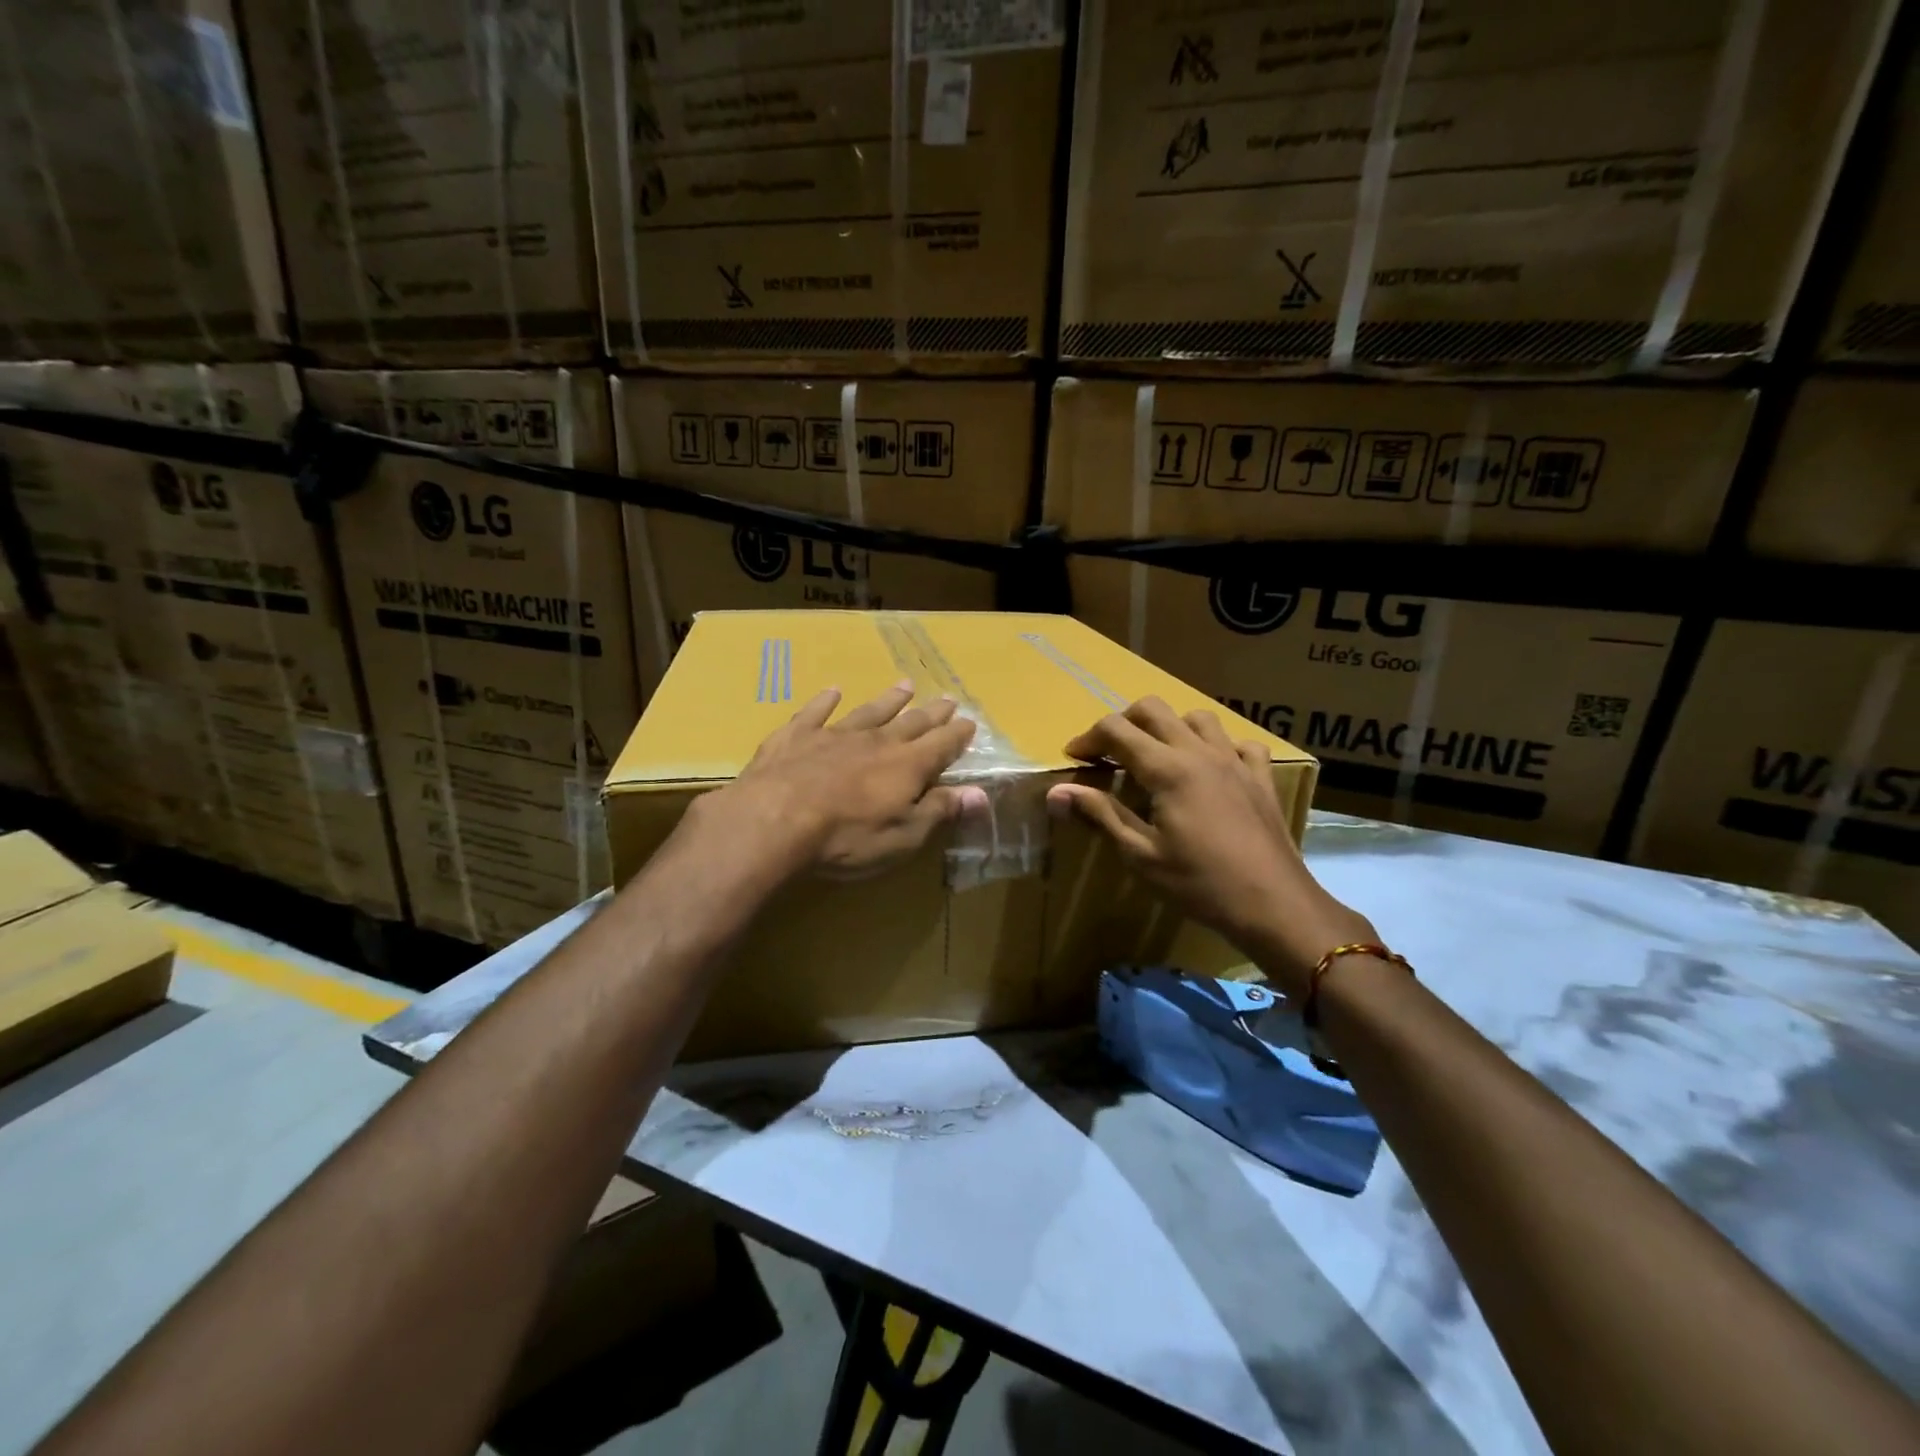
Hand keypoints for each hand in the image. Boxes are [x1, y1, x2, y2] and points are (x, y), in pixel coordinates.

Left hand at [711, 680, 987, 879]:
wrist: (774, 820)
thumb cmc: (847, 837)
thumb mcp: (903, 836)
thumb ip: (940, 810)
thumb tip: (980, 793)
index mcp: (906, 766)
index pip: (942, 745)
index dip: (958, 735)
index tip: (971, 723)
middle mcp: (876, 741)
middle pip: (910, 722)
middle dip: (931, 713)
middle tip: (947, 700)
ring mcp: (834, 734)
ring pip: (869, 711)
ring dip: (889, 699)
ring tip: (905, 685)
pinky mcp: (796, 736)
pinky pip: (815, 712)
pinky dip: (825, 700)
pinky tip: (832, 691)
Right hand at [1045, 697, 1372, 994]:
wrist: (1274, 905)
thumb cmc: (1200, 884)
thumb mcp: (1141, 855)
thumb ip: (1100, 815)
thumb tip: (1056, 793)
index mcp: (1168, 769)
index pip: (1116, 730)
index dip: (1088, 739)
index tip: (1074, 760)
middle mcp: (1200, 752)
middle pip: (1153, 709)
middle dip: (1122, 723)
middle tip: (1108, 754)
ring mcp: (1235, 761)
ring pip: (1197, 718)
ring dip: (1169, 728)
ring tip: (1157, 758)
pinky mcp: (1261, 778)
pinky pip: (1239, 742)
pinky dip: (1218, 746)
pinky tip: (1210, 769)